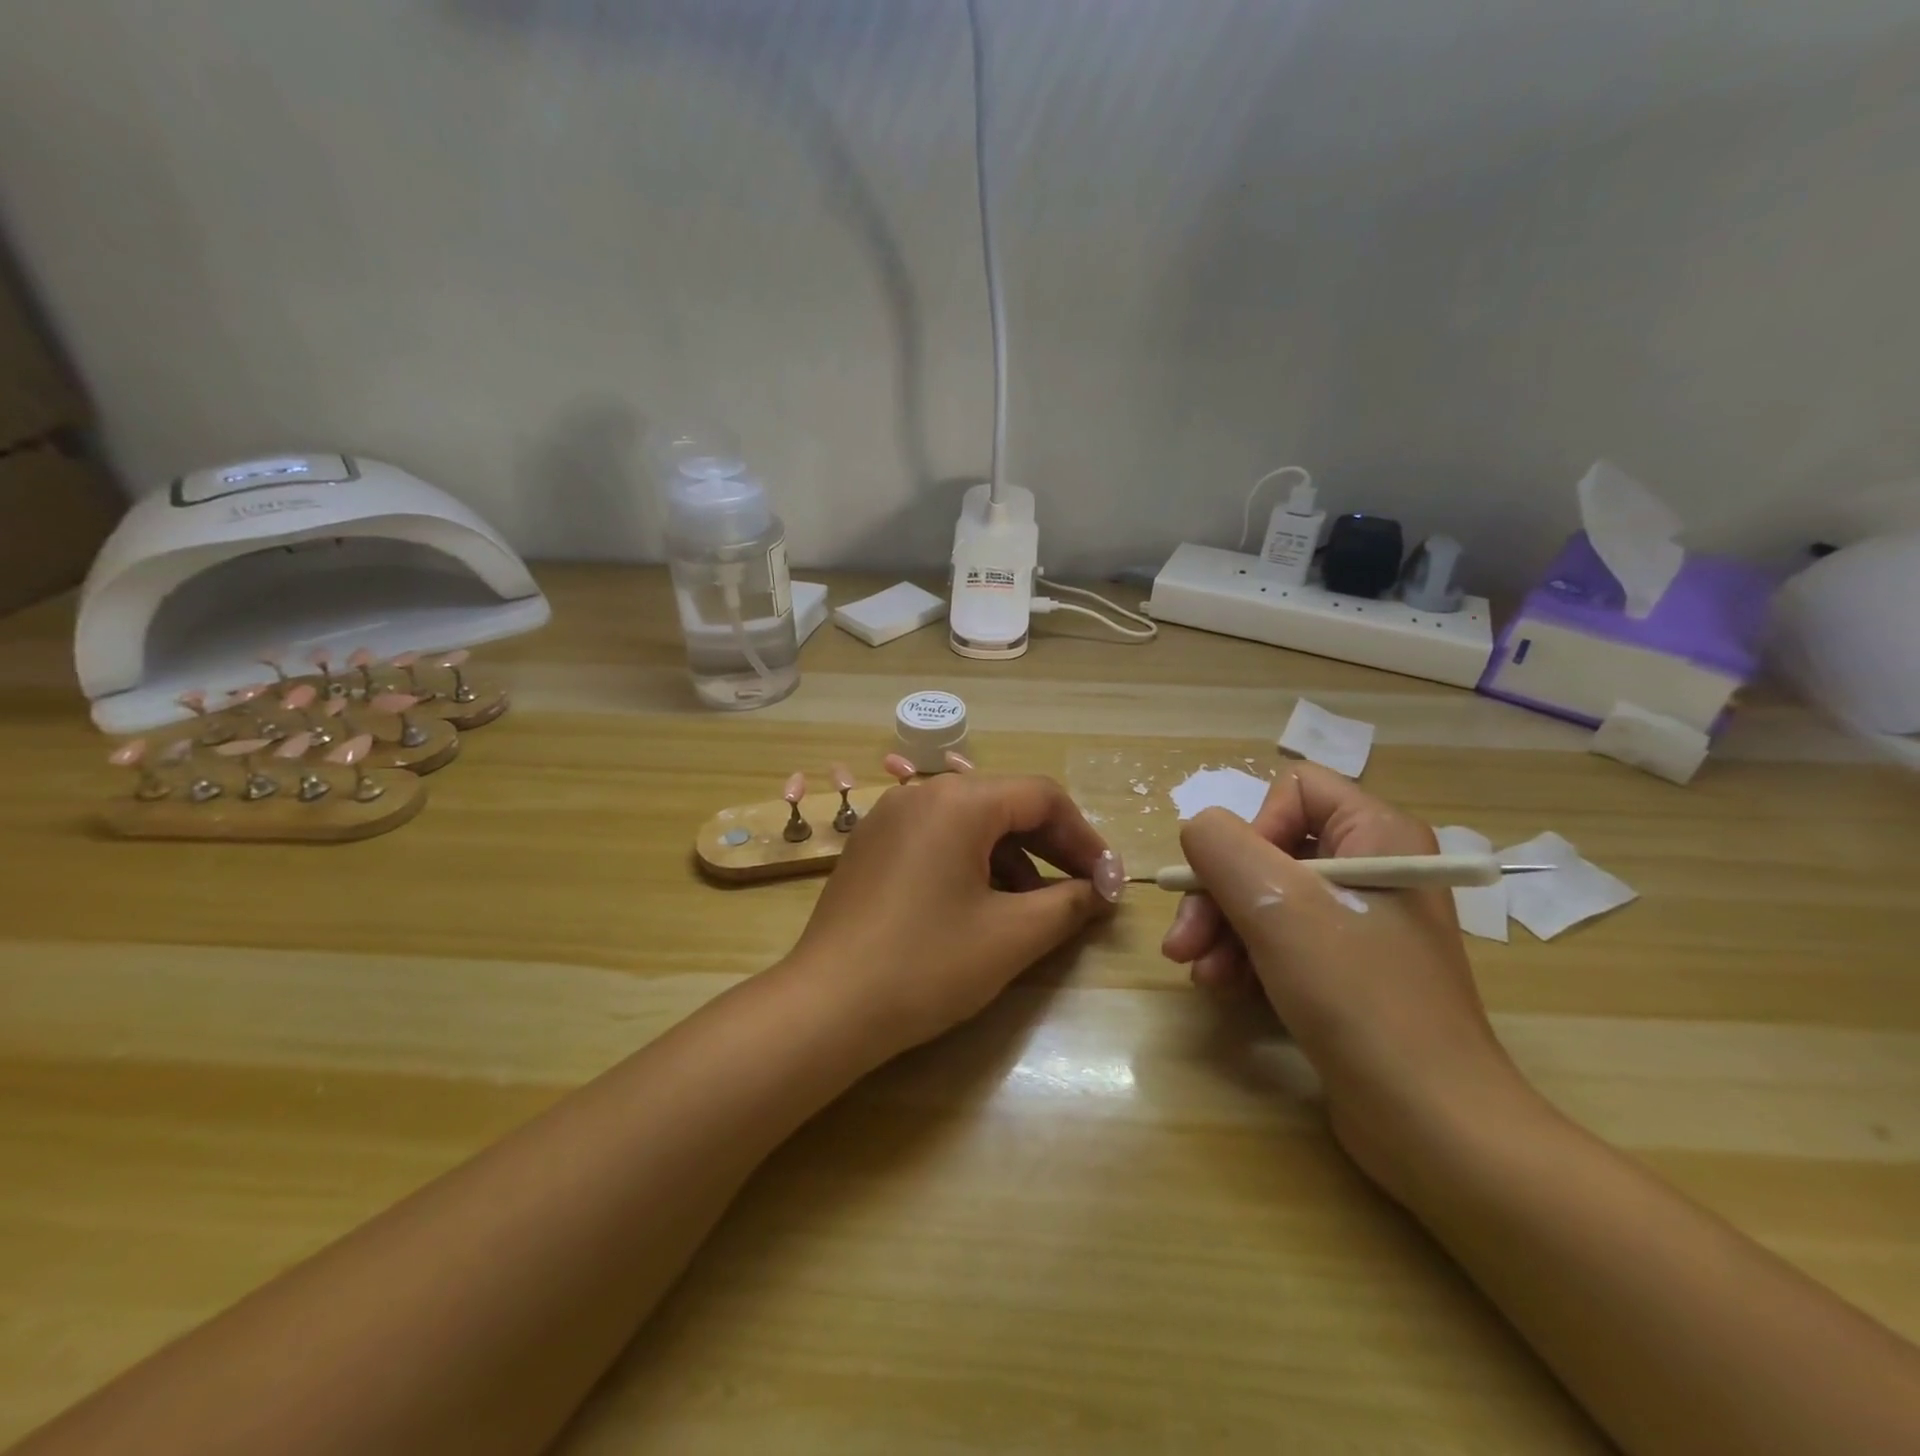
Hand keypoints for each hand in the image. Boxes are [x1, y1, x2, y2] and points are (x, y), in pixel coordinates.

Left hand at [787, 772, 1120, 1058]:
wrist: (826, 1007)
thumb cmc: (926, 965)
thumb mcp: (1011, 936)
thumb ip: (1069, 904)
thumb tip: (1101, 891)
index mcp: (958, 801)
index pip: (1042, 797)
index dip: (1085, 838)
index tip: (1109, 882)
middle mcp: (921, 793)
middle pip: (1006, 804)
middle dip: (1052, 847)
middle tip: (1084, 891)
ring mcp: (889, 817)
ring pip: (971, 823)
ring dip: (1013, 858)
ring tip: (1034, 908)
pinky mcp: (871, 845)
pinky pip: (937, 839)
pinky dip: (972, 863)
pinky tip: (982, 906)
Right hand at [1161, 764, 1530, 1197]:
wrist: (1431, 1123)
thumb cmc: (1359, 998)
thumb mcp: (1279, 908)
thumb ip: (1222, 847)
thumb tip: (1197, 831)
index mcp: (1378, 834)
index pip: (1295, 791)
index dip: (1252, 829)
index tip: (1232, 883)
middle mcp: (1372, 867)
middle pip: (1269, 849)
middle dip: (1218, 895)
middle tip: (1183, 944)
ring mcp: (1361, 921)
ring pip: (1265, 896)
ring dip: (1222, 931)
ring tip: (1200, 975)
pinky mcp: (1347, 968)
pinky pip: (1280, 938)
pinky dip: (1245, 957)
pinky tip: (1224, 989)